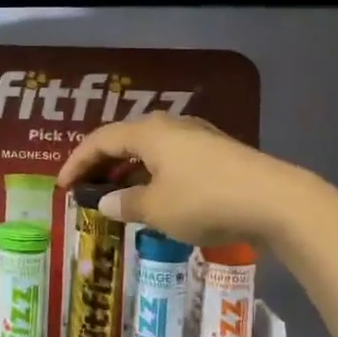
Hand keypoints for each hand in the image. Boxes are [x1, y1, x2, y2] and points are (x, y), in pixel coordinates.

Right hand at [57, 113, 306, 246]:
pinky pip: (171, 160)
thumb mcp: (157, 209)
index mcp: (150, 133)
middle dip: (102, 163)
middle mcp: (172, 127)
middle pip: (125, 140)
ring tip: (116, 195)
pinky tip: (155, 198)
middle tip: (85, 188)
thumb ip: (126, 204)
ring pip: (150, 150)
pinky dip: (153, 176)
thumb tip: (106, 202)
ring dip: (128, 171)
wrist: (276, 202)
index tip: (61, 185)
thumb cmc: (205, 200)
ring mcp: (198, 139)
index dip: (77, 161)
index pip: (101, 140)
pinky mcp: (218, 155)